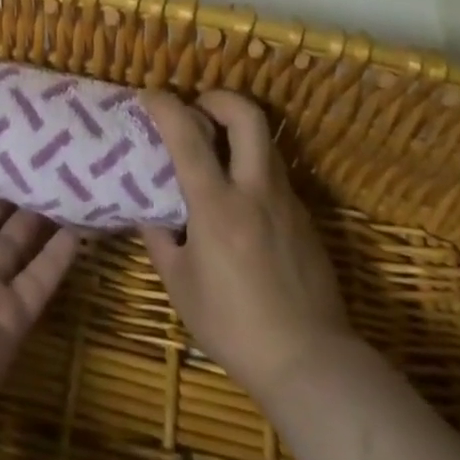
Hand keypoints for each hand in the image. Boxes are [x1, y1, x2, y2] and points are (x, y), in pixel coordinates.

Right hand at [139, 90, 353, 402]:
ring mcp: (286, 200)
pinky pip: (275, 174)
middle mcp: (254, 189)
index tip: (148, 96)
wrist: (311, 363)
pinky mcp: (305, 217)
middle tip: (198, 111)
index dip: (164, 105)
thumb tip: (148, 210)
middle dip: (218, 98)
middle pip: (245, 114)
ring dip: (237, 131)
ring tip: (216, 152)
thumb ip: (160, 239)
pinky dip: (253, 168)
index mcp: (217, 205)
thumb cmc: (235, 327)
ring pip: (264, 140)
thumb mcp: (181, 286)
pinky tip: (242, 201)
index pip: (187, 134)